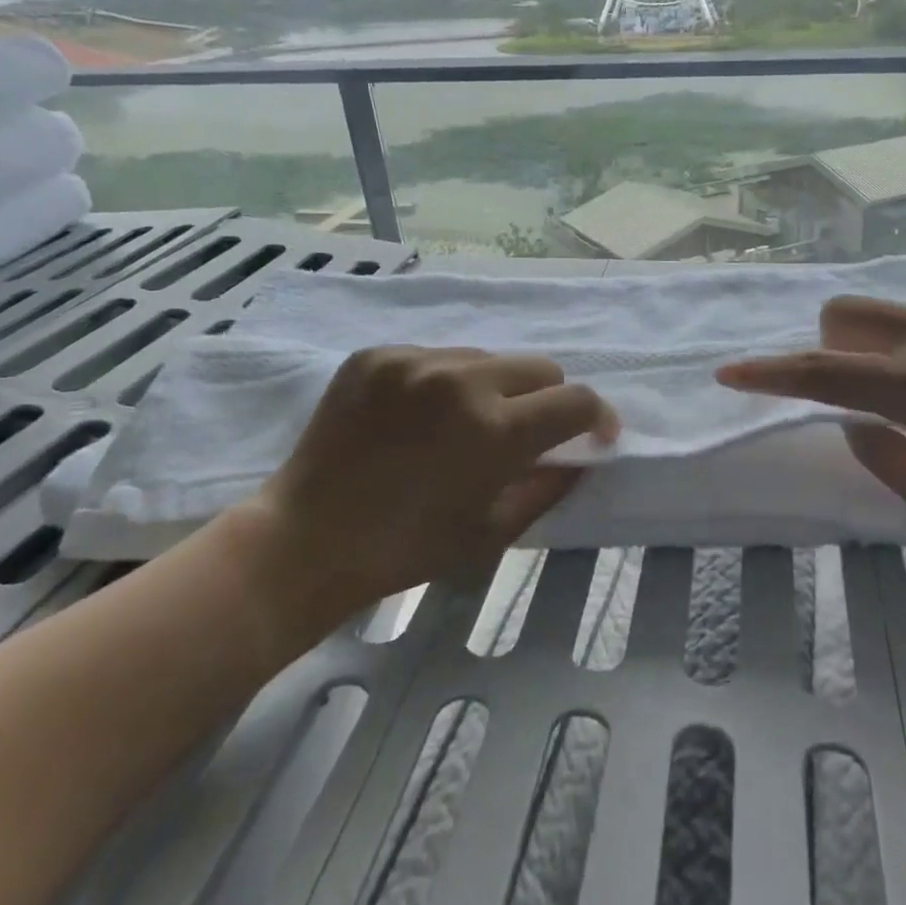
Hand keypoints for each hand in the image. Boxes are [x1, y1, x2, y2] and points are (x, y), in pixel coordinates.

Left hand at [227, 346, 616, 627]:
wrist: (308, 539)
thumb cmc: (408, 550)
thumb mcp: (493, 533)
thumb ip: (549, 486)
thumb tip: (584, 453)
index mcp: (496, 430)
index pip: (577, 401)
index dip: (597, 418)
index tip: (594, 435)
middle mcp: (461, 380)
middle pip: (540, 367)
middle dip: (546, 401)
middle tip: (523, 434)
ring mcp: (414, 360)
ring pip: (486, 358)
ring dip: (491, 388)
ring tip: (458, 425)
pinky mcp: (376, 354)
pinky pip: (435, 356)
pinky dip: (441, 383)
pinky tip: (415, 416)